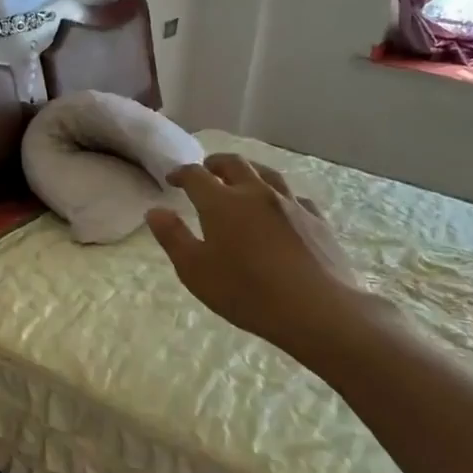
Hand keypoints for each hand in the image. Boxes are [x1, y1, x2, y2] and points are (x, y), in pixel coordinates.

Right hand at [147, 154, 396, 363]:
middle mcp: (256, 193)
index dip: (181, 173)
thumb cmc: (247, 293)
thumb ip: (173, 237)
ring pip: (267, 173)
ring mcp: (291, 204)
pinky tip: (280, 208)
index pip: (196, 176)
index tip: (172, 179)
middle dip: (215, 163)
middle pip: (234, 164)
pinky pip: (294, 197)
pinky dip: (279, 195)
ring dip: (249, 171)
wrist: (317, 310)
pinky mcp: (316, 220)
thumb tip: (155, 211)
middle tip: (206, 170)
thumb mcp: (195, 271)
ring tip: (242, 178)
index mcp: (222, 203)